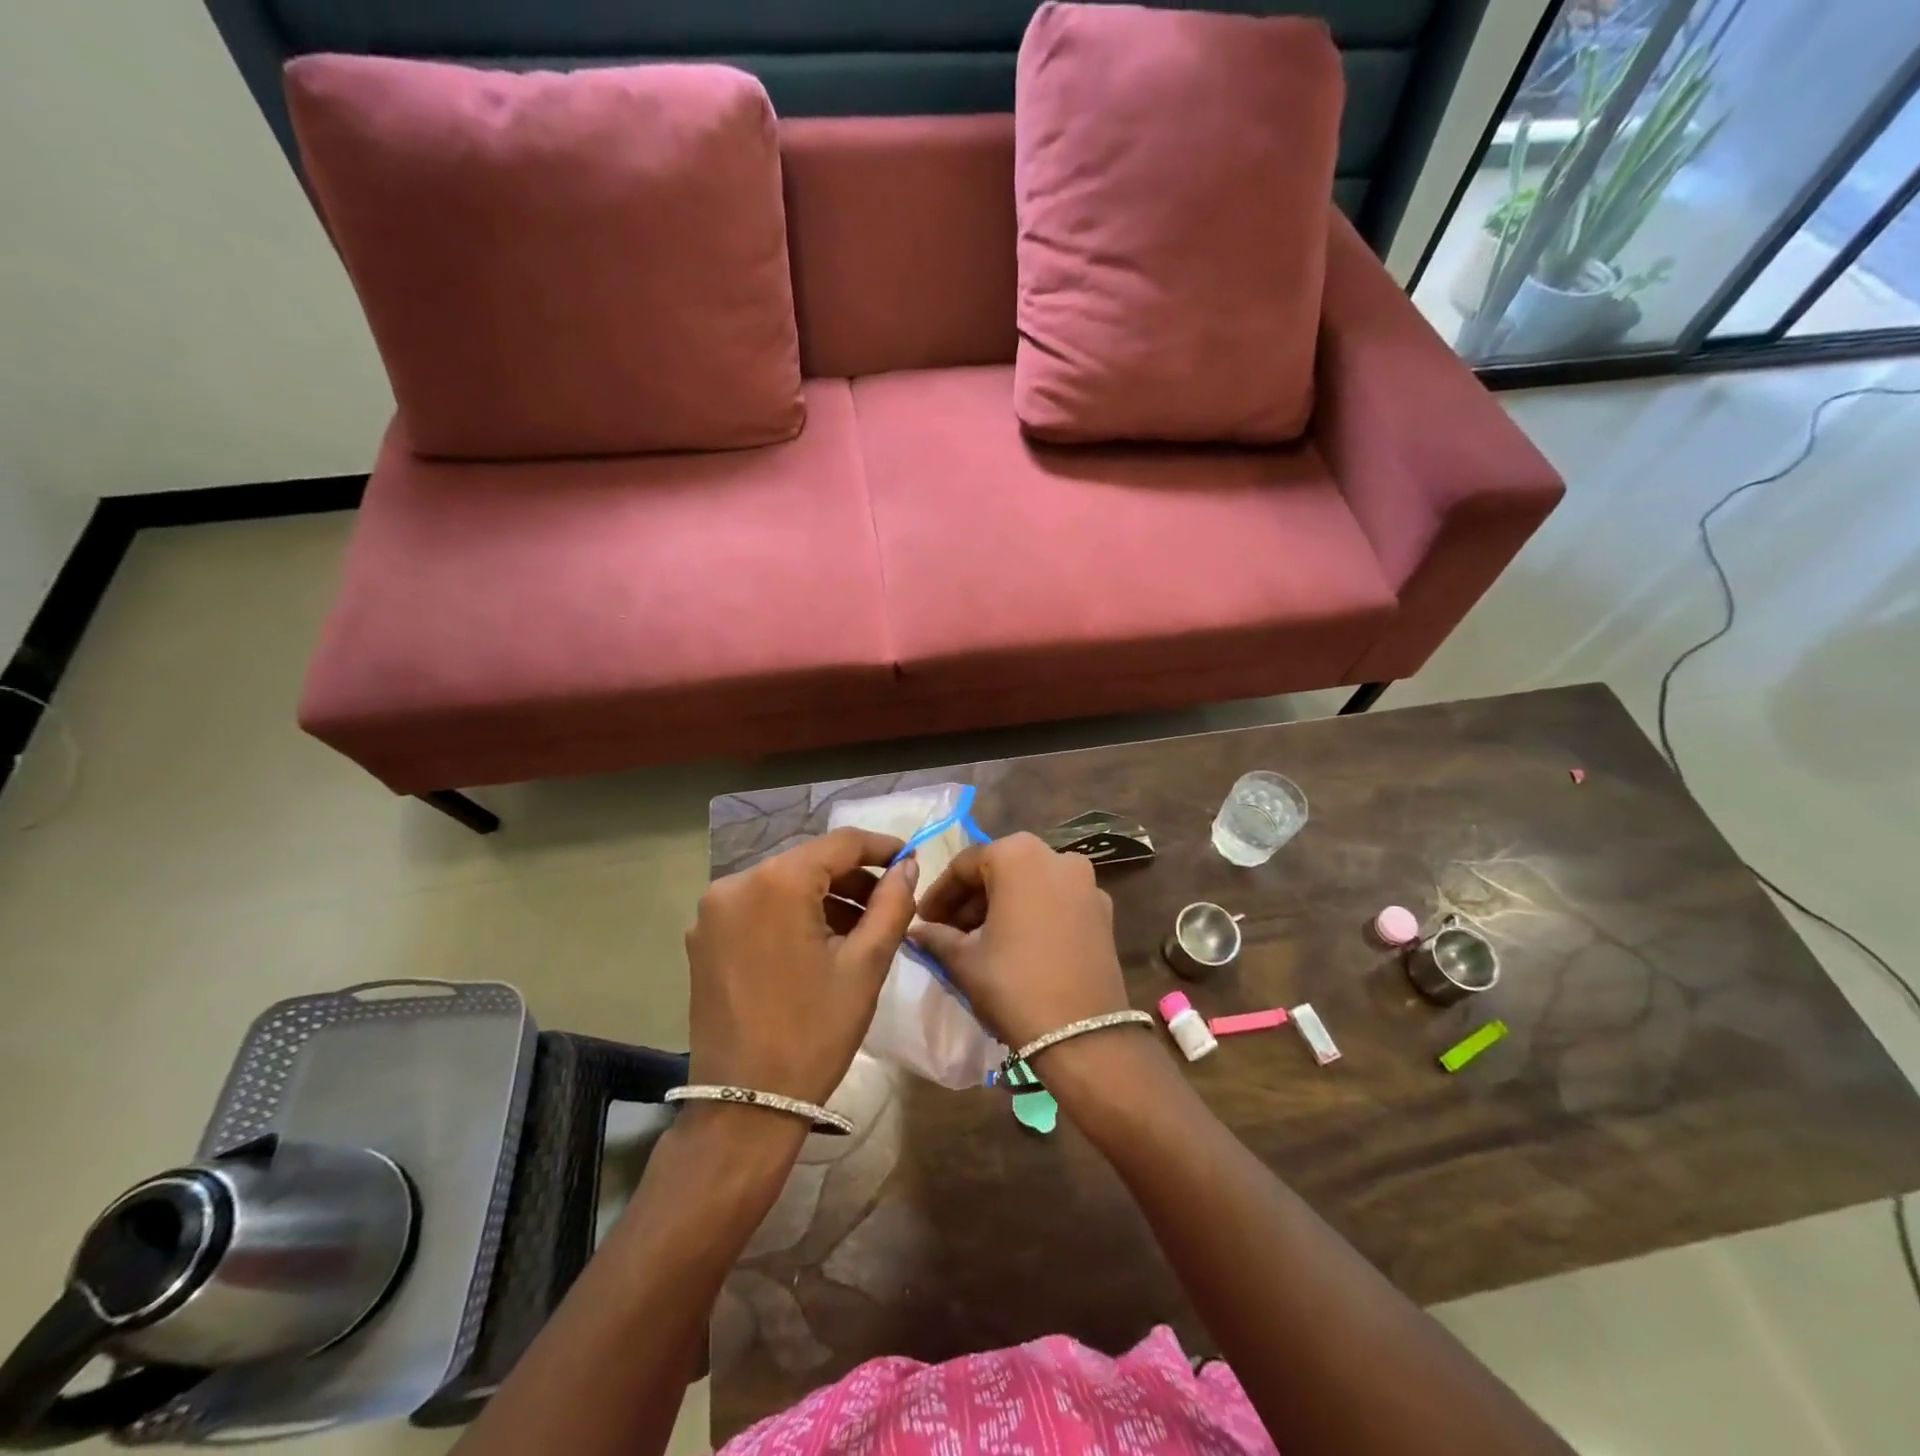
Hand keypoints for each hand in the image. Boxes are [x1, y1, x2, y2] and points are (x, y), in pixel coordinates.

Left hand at [686, 829, 918, 1104]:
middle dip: (853, 877)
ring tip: (861, 928)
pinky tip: (819, 943)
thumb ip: (892, 904)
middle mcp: (735, 883)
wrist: (745, 1106)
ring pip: (784, 884)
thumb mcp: (866, 965)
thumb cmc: (814, 1032)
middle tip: (890, 901)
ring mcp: (713, 912)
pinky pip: (759, 907)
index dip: (880, 847)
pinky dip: (793, 914)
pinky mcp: (704, 938)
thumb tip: (906, 867)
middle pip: (809, 862)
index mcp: (776, 882)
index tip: (910, 859)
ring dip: (824, 897)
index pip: (840, 843)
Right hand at [909, 833, 1131, 1051]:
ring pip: (1030, 883)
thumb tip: (916, 931)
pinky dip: (1032, 912)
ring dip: (1001, 904)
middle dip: (971, 898)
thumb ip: (936, 936)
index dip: (939, 893)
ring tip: (978, 939)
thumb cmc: (1014, 986)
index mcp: (1017, 855)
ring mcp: (1086, 882)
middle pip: (1000, 869)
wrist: (1083, 1036)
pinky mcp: (1103, 910)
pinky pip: (1056, 900)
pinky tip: (1016, 944)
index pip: (965, 865)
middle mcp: (1056, 855)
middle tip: (947, 930)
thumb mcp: (964, 960)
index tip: (924, 919)